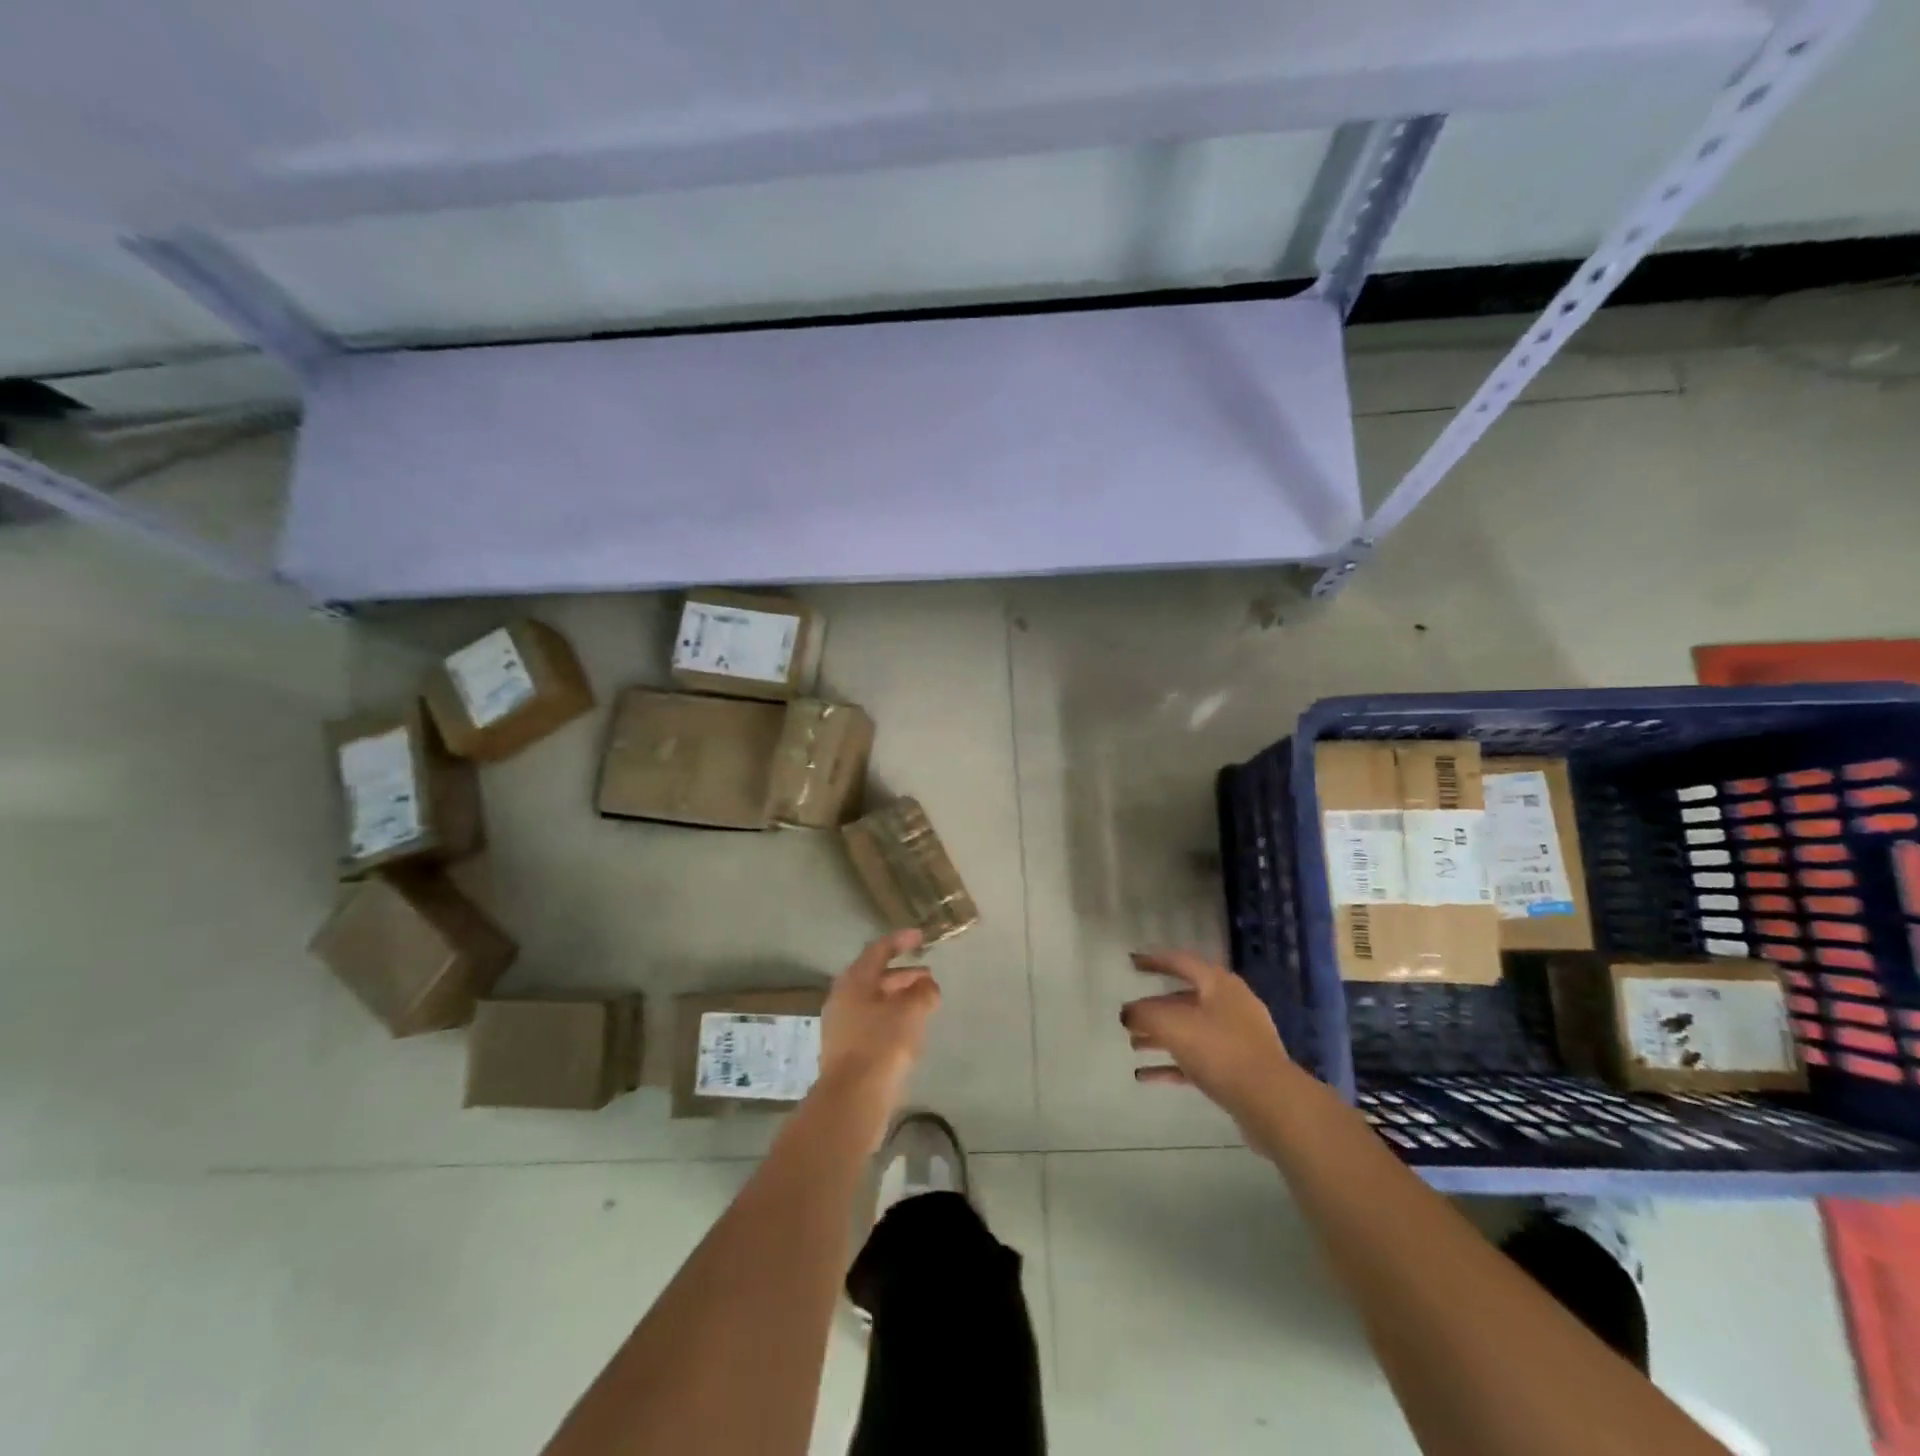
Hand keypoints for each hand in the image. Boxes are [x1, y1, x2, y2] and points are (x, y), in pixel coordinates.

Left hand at [816, 930, 940, 1146]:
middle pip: (875, 977)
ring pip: (874, 1001)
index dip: (900, 941)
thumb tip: (927, 985)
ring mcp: (842, 1025)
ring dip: (899, 998)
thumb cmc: (882, 1045)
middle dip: (904, 974)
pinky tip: (910, 1030)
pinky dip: (892, 1018)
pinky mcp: (846, 1050)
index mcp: (854, 981)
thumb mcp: (911, 1013)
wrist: (853, 1099)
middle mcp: (843, 998)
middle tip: (928, 977)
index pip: (878, 950)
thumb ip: (923, 992)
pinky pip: (872, 1022)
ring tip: (924, 1004)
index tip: (920, 937)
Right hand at [1121, 950, 1294, 1124]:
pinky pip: (1198, 1060)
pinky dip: (1172, 1064)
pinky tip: (1146, 1076)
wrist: (1271, 1102)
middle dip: (1155, 1008)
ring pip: (1191, 1031)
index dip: (1154, 960)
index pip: (1181, 962)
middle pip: (1185, 999)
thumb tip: (1128, 1013)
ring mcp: (1237, 1039)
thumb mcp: (1173, 1025)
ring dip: (1161, 1037)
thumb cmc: (1220, 1050)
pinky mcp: (1238, 1070)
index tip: (1132, 963)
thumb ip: (1144, 1014)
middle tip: (1129, 1015)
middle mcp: (1230, 1005)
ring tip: (1133, 1044)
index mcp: (1219, 984)